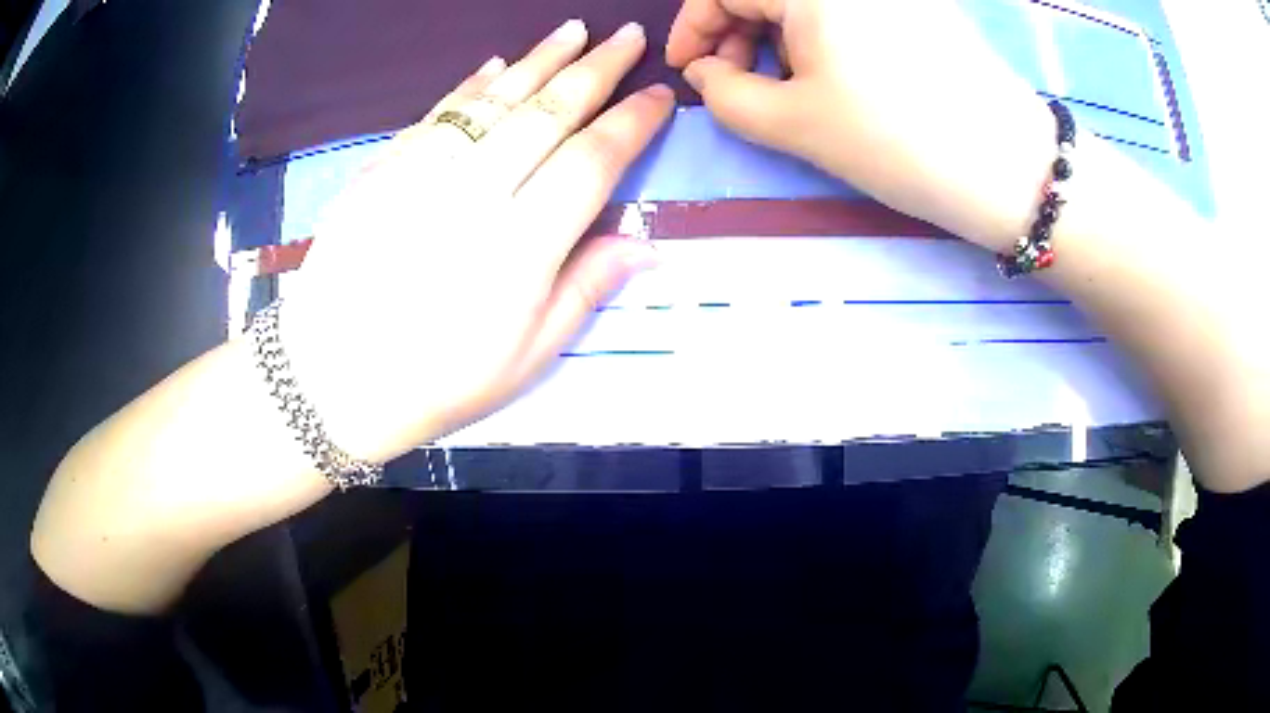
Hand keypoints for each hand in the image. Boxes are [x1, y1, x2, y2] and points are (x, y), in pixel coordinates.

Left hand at [281, 20, 673, 462]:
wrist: (332, 377)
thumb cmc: (436, 381)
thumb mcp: (526, 358)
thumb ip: (585, 290)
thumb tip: (646, 244)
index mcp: (520, 248)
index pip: (591, 162)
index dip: (630, 123)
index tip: (657, 94)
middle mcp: (474, 195)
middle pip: (546, 113)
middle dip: (594, 69)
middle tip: (626, 35)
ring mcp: (421, 175)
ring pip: (492, 99)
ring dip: (538, 59)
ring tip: (573, 30)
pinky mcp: (381, 171)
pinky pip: (436, 114)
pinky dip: (470, 85)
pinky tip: (494, 65)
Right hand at [667, 0, 1056, 251]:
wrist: (1010, 167)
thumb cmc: (896, 141)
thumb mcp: (792, 124)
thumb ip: (723, 94)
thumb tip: (705, 72)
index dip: (694, 27)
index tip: (689, 71)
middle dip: (735, 32)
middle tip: (735, 84)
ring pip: (808, 4)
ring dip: (779, 36)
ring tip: (789, 89)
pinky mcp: (920, 8)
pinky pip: (850, 11)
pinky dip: (823, 36)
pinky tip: (837, 77)